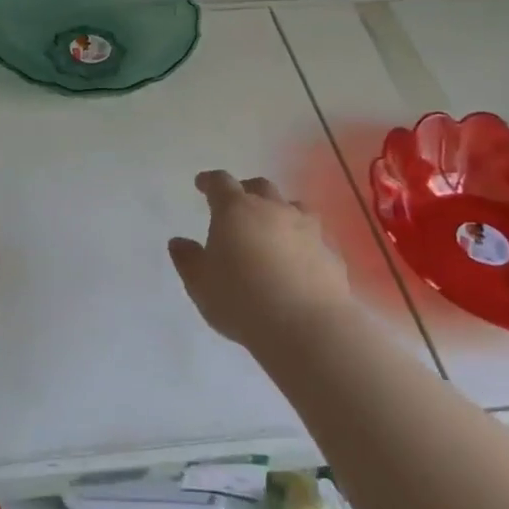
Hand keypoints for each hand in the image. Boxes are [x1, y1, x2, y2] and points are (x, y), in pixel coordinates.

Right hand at [168, 171, 354, 347]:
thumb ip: (187, 259)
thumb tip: (178, 242)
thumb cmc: (241, 300)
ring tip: (272, 228)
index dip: (209, 181)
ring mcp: (307, 229)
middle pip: (260, 187)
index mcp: (235, 210)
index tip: (202, 184)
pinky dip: (303, 241)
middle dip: (246, 191)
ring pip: (293, 207)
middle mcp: (273, 209)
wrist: (306, 327)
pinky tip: (299, 259)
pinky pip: (314, 237)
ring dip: (280, 211)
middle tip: (237, 204)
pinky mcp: (331, 253)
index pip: (220, 183)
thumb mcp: (200, 284)